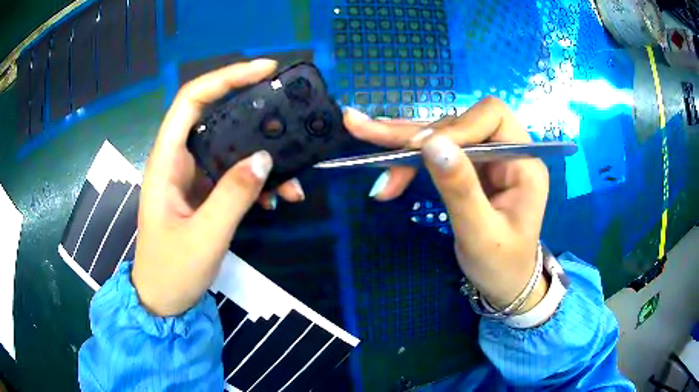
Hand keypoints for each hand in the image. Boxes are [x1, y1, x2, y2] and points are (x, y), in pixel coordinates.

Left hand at [132, 59, 304, 316]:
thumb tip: (265, 159)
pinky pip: (234, 176)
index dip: (225, 78)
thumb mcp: (204, 238)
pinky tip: (276, 199)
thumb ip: (233, 196)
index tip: (264, 70)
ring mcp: (193, 178)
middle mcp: (178, 161)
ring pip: (230, 149)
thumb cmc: (171, 272)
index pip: (191, 101)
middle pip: (216, 117)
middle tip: (289, 113)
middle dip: (254, 112)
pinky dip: (257, 182)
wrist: (163, 300)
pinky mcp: (205, 194)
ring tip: (293, 181)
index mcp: (166, 162)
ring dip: (263, 158)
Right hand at [344, 98, 549, 313]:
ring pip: (441, 136)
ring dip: (402, 143)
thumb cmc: (501, 264)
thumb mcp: (481, 234)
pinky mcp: (471, 168)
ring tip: (362, 132)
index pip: (491, 117)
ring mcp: (487, 158)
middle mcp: (507, 150)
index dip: (455, 127)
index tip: (419, 150)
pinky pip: (436, 153)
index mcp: (524, 161)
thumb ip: (460, 189)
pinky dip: (407, 158)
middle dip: (413, 133)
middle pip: (458, 122)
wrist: (506, 283)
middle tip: (364, 128)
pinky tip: (383, 157)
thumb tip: (431, 144)